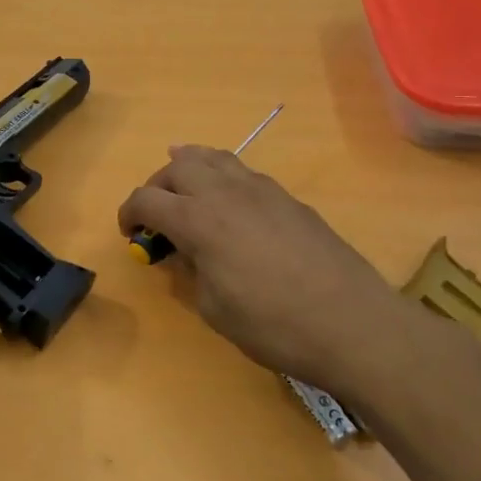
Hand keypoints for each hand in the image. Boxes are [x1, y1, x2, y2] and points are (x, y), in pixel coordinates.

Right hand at [117, 146, 469, 400]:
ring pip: (214, 156)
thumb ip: (192, 271)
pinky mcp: (288, 198)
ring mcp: (261, 189)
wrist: (350, 322)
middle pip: (178, 166)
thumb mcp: (214, 309)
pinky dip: (224, 178)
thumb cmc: (272, 324)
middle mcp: (224, 192)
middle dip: (158, 184)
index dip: (129, 213)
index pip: (146, 199)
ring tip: (186, 188)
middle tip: (158, 213)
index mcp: (197, 220)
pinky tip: (231, 205)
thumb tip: (185, 253)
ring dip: (191, 168)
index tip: (130, 234)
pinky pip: (244, 172)